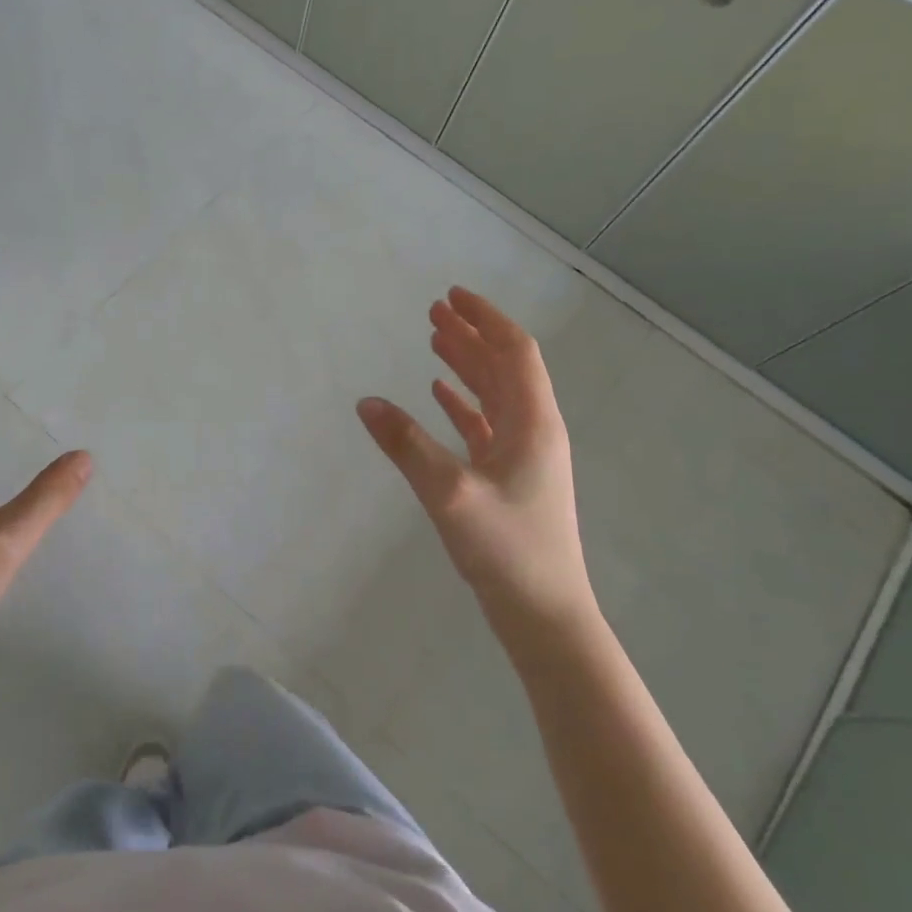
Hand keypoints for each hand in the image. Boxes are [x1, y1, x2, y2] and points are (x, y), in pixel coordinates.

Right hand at [357, 287, 596, 644]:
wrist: (544, 614)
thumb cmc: (506, 550)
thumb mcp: (449, 494)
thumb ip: (406, 445)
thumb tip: (366, 402)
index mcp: (533, 423)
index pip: (514, 352)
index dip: (485, 319)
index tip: (452, 297)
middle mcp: (534, 431)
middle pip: (504, 368)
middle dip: (471, 335)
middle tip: (433, 313)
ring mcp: (525, 456)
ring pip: (495, 395)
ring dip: (467, 366)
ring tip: (434, 341)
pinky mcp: (511, 479)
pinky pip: (486, 426)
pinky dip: (463, 404)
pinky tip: (439, 395)